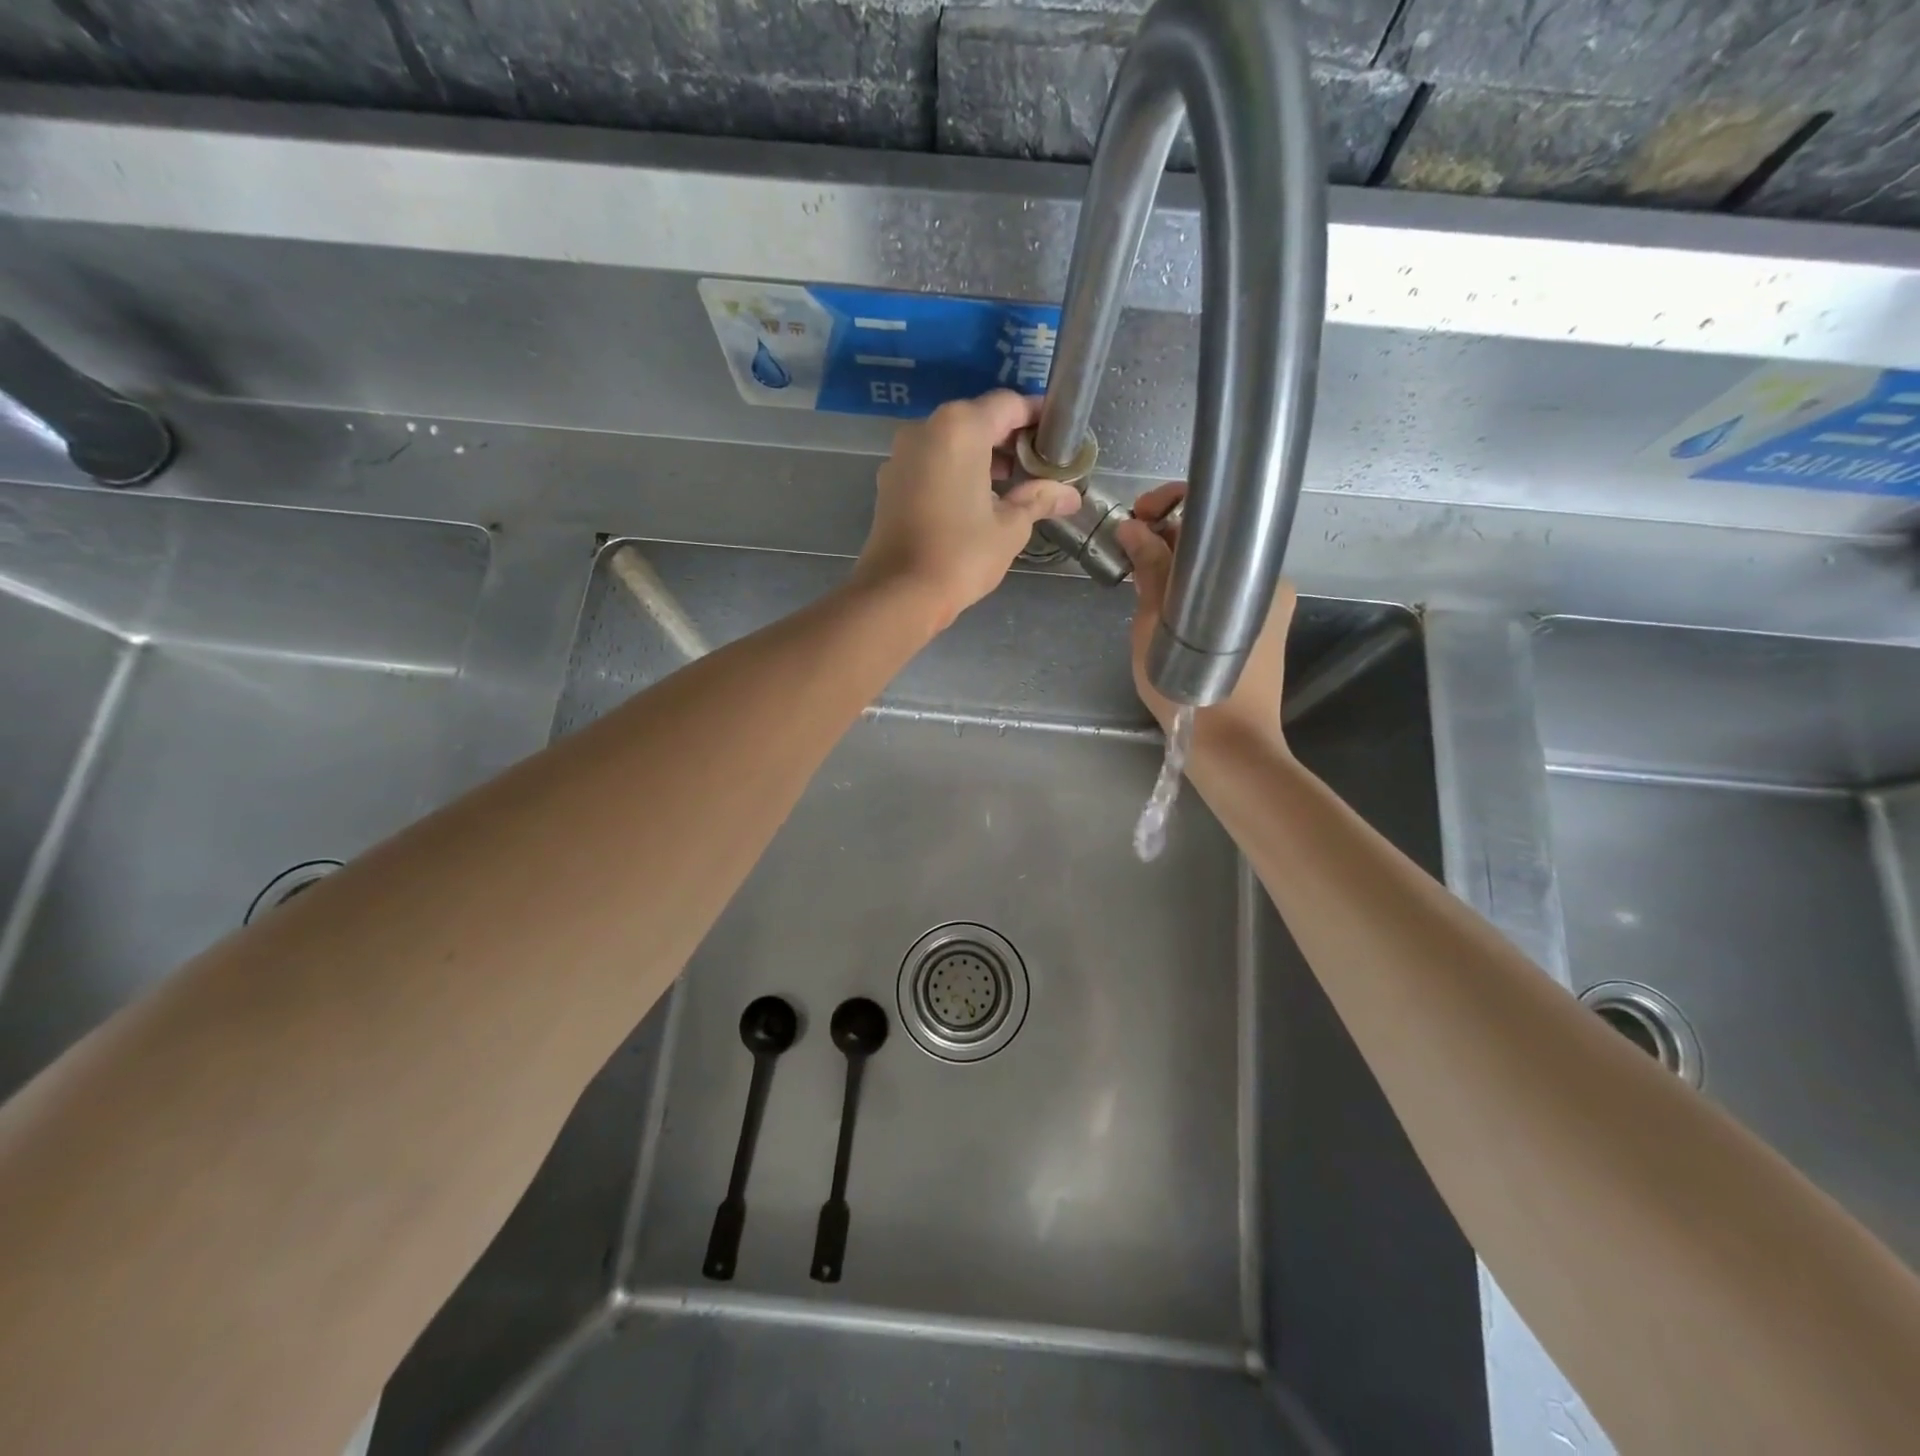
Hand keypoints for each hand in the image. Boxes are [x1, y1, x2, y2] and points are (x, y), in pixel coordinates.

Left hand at [852, 391, 1081, 629]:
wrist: (898, 593)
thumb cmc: (961, 555)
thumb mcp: (1010, 527)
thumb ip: (1039, 499)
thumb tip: (1071, 495)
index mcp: (960, 428)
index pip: (1008, 405)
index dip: (1037, 418)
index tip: (1058, 437)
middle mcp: (926, 429)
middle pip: (977, 419)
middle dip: (1009, 440)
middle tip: (1038, 467)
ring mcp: (901, 455)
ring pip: (951, 442)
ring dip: (982, 457)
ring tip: (1011, 487)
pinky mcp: (890, 481)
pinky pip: (931, 463)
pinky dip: (955, 471)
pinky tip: (975, 501)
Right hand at [1114, 481, 1295, 749]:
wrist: (1232, 748)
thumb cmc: (1187, 688)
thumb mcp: (1156, 625)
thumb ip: (1150, 571)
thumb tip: (1132, 526)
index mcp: (1248, 569)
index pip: (1209, 513)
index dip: (1168, 504)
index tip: (1135, 518)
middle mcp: (1268, 580)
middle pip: (1213, 542)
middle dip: (1168, 540)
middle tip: (1130, 556)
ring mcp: (1270, 607)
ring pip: (1217, 571)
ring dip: (1179, 570)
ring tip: (1142, 586)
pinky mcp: (1265, 631)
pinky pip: (1225, 596)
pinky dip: (1195, 594)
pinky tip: (1168, 613)